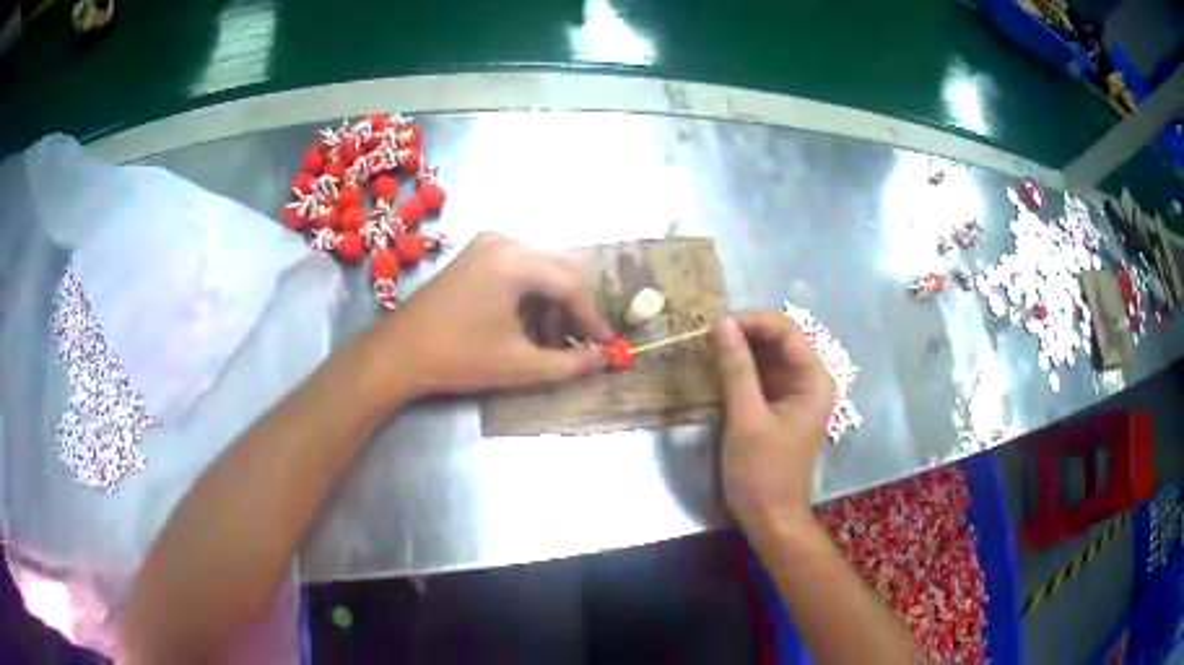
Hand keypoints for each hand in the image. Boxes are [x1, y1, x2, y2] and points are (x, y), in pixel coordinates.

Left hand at [378, 233, 613, 397]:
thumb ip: (569, 363)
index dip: (593, 319)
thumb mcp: (519, 365)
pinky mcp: (475, 254)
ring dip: (553, 303)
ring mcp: (487, 244)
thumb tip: (605, 359)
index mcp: (516, 261)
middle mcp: (505, 241)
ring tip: (548, 341)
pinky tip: (525, 324)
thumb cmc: (458, 358)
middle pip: (560, 270)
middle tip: (579, 344)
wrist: (398, 353)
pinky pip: (519, 268)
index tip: (608, 346)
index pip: (572, 285)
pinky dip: (531, 295)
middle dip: (574, 309)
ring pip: (541, 268)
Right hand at [713, 311, 834, 530]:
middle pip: (778, 339)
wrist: (770, 517)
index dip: (752, 321)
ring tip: (706, 346)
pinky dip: (739, 368)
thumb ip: (736, 369)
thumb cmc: (762, 472)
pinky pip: (760, 375)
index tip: (715, 325)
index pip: (786, 331)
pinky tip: (716, 367)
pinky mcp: (778, 405)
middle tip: (706, 335)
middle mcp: (809, 379)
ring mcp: (794, 392)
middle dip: (744, 332)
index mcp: (814, 379)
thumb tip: (721, 323)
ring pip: (767, 355)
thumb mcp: (746, 418)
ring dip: (739, 349)